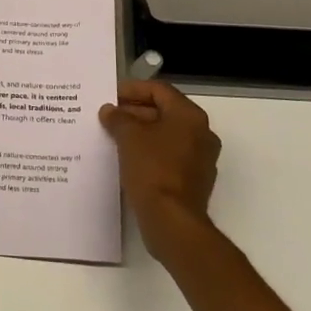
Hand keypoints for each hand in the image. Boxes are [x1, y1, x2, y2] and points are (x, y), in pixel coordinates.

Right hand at [99, 80, 220, 257]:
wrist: (172, 221)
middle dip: (135, 112)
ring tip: (114, 136)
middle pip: (164, 111)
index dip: (132, 89)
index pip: (159, 90)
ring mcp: (200, 159)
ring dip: (141, 132)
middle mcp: (201, 133)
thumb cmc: (152, 169)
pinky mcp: (194, 181)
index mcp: (190, 116)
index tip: (110, 95)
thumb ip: (118, 118)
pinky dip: (149, 152)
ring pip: (166, 135)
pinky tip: (128, 158)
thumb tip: (110, 111)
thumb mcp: (129, 137)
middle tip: (109, 116)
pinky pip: (169, 156)